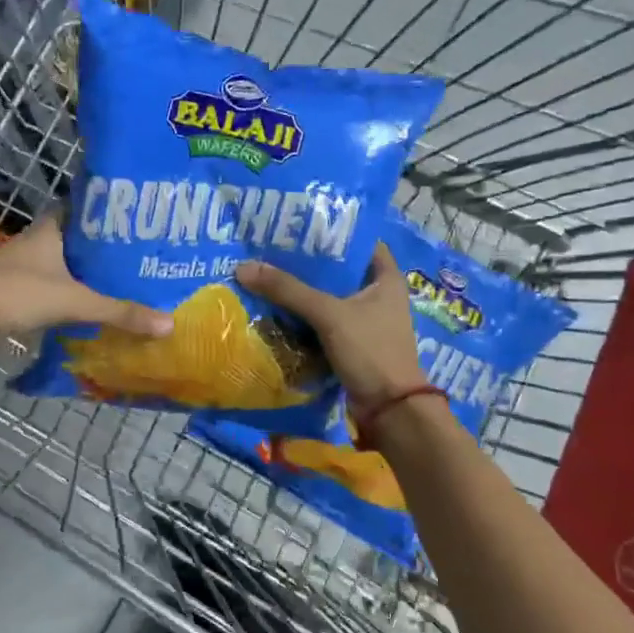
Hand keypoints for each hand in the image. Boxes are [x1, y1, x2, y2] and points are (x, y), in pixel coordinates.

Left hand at [0, 214, 172, 349]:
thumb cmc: (17, 292)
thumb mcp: (75, 302)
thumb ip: (119, 312)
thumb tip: (168, 323)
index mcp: (52, 229)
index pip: (85, 208)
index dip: (109, 211)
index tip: (138, 217)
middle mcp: (38, 241)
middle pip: (78, 238)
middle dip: (105, 246)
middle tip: (141, 254)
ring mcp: (24, 266)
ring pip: (65, 263)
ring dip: (88, 272)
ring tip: (125, 281)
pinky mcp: (16, 289)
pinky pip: (54, 285)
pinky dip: (72, 292)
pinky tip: (91, 305)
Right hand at [235, 244, 425, 413]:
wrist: (389, 410)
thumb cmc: (371, 351)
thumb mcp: (329, 315)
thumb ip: (289, 291)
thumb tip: (244, 268)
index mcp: (386, 277)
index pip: (359, 240)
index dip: (332, 230)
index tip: (298, 222)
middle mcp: (378, 294)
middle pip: (338, 270)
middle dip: (307, 262)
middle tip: (271, 248)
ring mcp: (365, 320)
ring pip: (328, 297)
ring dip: (302, 291)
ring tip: (266, 273)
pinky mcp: (352, 343)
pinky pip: (323, 322)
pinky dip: (303, 317)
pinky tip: (275, 309)